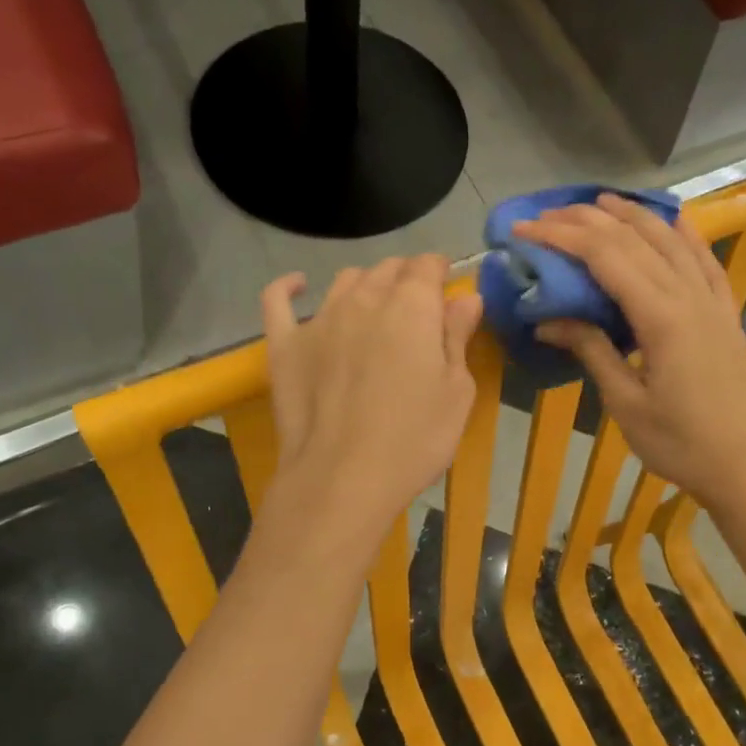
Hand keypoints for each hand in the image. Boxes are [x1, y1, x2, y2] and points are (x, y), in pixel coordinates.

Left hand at [259, 255, 483, 545]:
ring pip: (344, 282)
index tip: (447, 288)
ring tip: (374, 308)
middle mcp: (363, 300)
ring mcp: (318, 320)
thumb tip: (466, 298)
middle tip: (417, 307)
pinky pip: (278, 300)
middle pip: (386, 270)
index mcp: (410, 307)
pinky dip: (290, 287)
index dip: (439, 272)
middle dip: (406, 278)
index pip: (426, 266)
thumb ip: (458, 337)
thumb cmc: (414, 439)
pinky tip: (298, 285)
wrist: (343, 479)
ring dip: (365, 285)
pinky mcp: (284, 345)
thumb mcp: (456, 392)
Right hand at [515, 195, 745, 508]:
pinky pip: (705, 259)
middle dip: (587, 220)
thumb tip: (548, 319)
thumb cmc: (677, 442)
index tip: (525, 230)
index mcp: (662, 318)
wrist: (740, 464)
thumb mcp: (625, 402)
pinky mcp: (725, 311)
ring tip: (598, 202)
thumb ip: (591, 350)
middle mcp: (689, 296)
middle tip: (547, 215)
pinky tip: (671, 218)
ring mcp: (713, 301)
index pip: (605, 258)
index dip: (562, 237)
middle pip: (634, 239)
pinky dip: (685, 233)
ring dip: (632, 215)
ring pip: (671, 239)